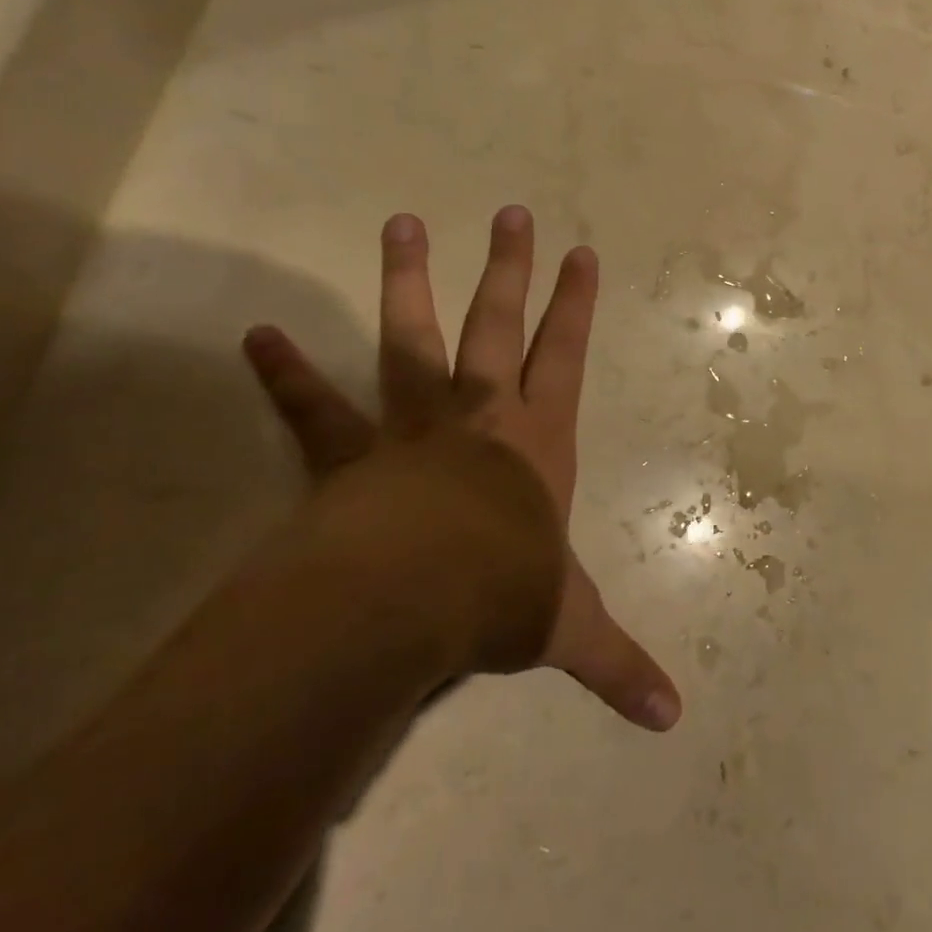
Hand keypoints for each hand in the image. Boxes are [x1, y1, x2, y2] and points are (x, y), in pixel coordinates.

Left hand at [241, 207, 681, 730]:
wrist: (409, 601)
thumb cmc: (502, 596)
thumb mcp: (570, 628)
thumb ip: (619, 666)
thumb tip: (672, 720)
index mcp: (537, 443)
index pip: (567, 357)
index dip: (576, 306)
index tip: (582, 253)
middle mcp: (480, 417)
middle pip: (499, 326)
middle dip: (509, 268)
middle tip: (510, 211)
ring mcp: (412, 427)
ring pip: (412, 339)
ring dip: (408, 281)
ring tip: (401, 222)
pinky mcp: (349, 456)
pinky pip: (314, 408)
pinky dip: (287, 374)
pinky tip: (258, 334)